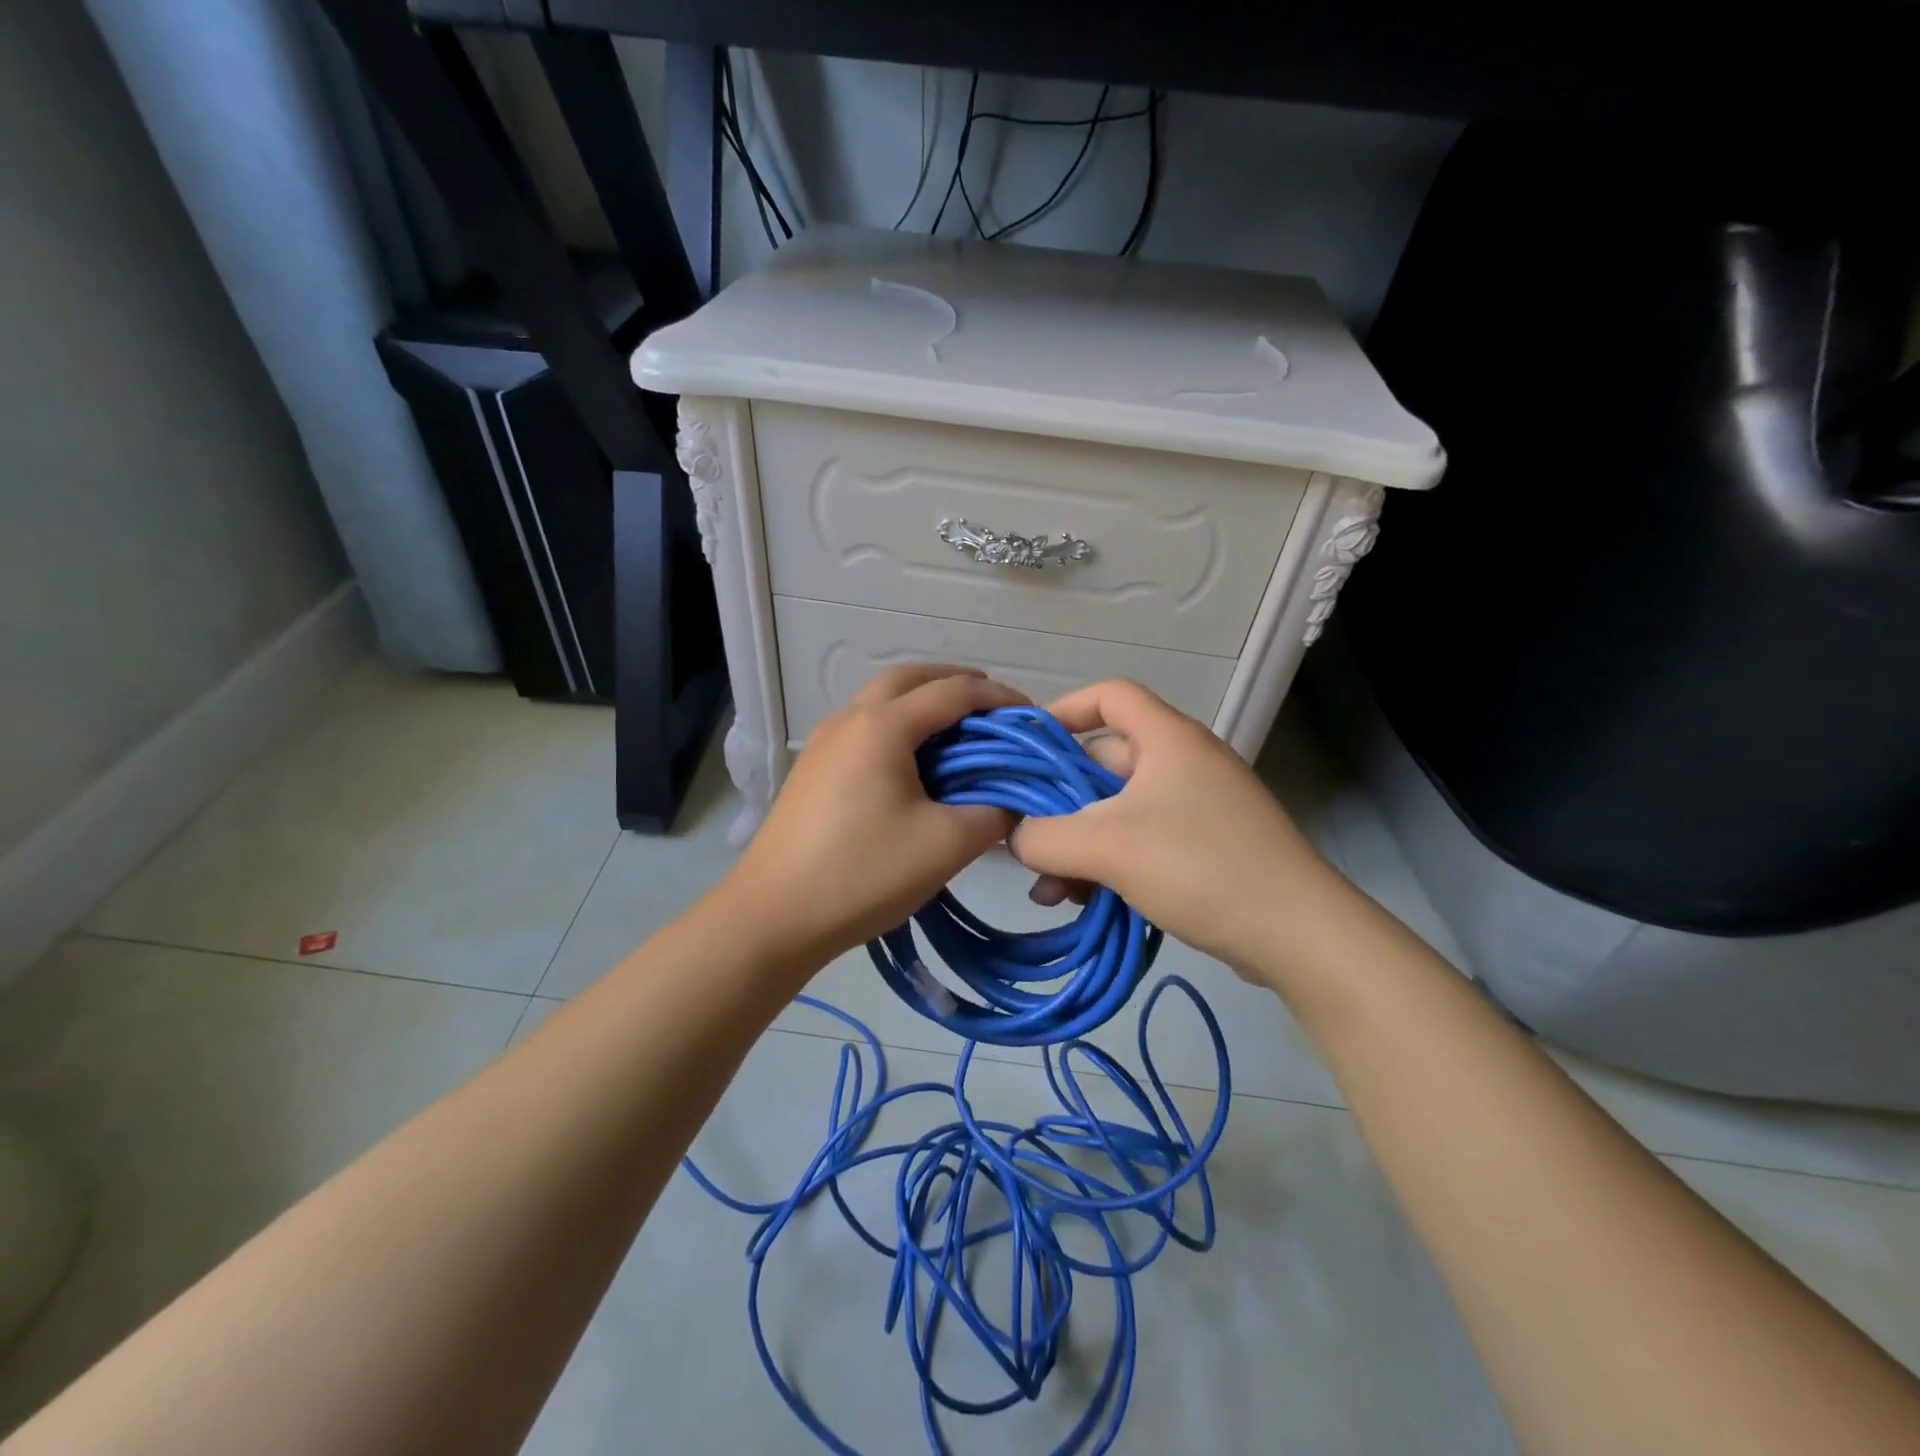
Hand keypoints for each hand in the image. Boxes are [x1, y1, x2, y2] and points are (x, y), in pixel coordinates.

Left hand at [721, 665, 1028, 965]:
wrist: (773, 916)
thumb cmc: (863, 874)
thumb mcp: (945, 846)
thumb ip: (993, 814)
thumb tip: (1014, 801)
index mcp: (883, 725)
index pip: (954, 691)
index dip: (998, 698)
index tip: (1032, 717)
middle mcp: (850, 718)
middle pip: (910, 678)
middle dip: (956, 684)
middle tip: (992, 712)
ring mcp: (824, 741)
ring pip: (882, 700)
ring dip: (923, 703)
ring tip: (959, 735)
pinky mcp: (813, 768)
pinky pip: (864, 727)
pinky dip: (898, 726)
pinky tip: (915, 766)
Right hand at [1009, 680, 1337, 978]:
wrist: (1296, 934)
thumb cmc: (1199, 866)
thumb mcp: (1107, 847)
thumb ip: (1044, 836)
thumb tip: (1013, 836)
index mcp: (1167, 739)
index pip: (1110, 695)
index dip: (1064, 710)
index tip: (1027, 746)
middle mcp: (1182, 762)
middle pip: (1104, 761)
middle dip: (1058, 800)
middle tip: (1024, 836)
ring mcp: (1196, 807)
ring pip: (1117, 811)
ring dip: (1077, 843)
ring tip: (1049, 889)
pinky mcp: (1204, 847)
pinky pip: (1140, 842)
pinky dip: (1107, 864)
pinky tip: (1081, 902)